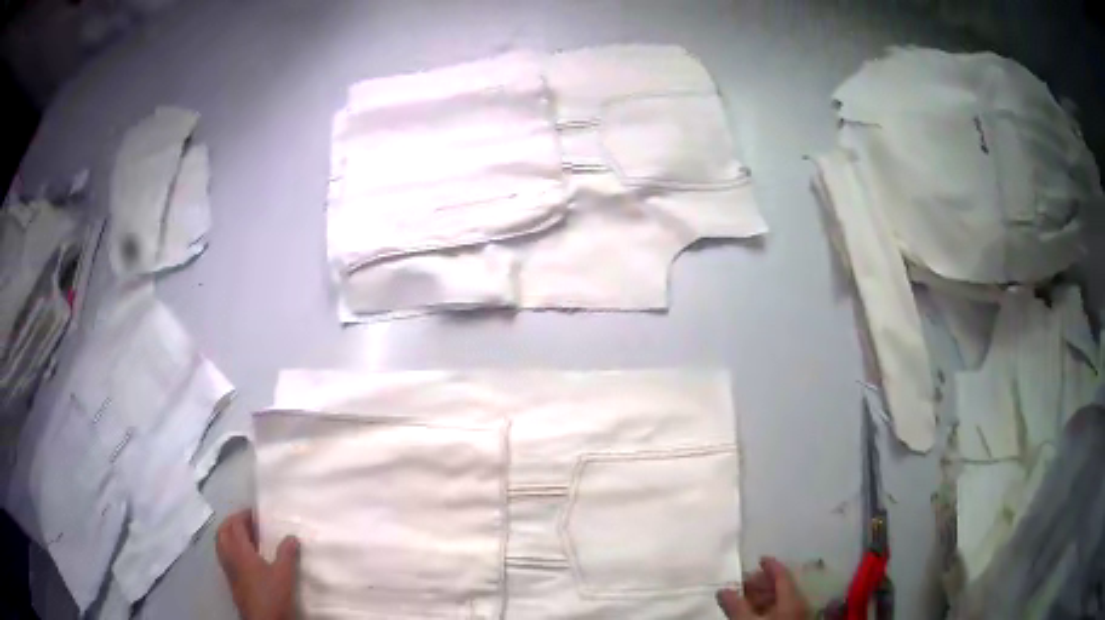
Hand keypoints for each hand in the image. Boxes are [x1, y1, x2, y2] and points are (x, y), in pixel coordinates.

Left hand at [216, 510, 299, 619]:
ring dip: (230, 534)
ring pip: (221, 543)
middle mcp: (229, 556)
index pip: (235, 524)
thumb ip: (286, 554)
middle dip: (233, 522)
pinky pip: (224, 555)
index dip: (243, 515)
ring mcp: (228, 568)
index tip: (256, 513)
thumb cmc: (271, 595)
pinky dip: (230, 548)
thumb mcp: (284, 574)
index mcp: (240, 550)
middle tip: (248, 522)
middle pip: (223, 531)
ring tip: (246, 537)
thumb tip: (291, 537)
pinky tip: (245, 556)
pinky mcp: (230, 579)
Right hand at [716, 557, 809, 618]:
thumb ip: (736, 606)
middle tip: (743, 582)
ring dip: (763, 596)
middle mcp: (799, 603)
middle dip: (762, 583)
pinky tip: (754, 612)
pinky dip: (767, 607)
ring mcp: (798, 615)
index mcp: (792, 598)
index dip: (771, 565)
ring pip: (781, 599)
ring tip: (745, 598)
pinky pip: (781, 609)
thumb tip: (723, 589)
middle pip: (781, 587)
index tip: (759, 558)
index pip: (782, 575)